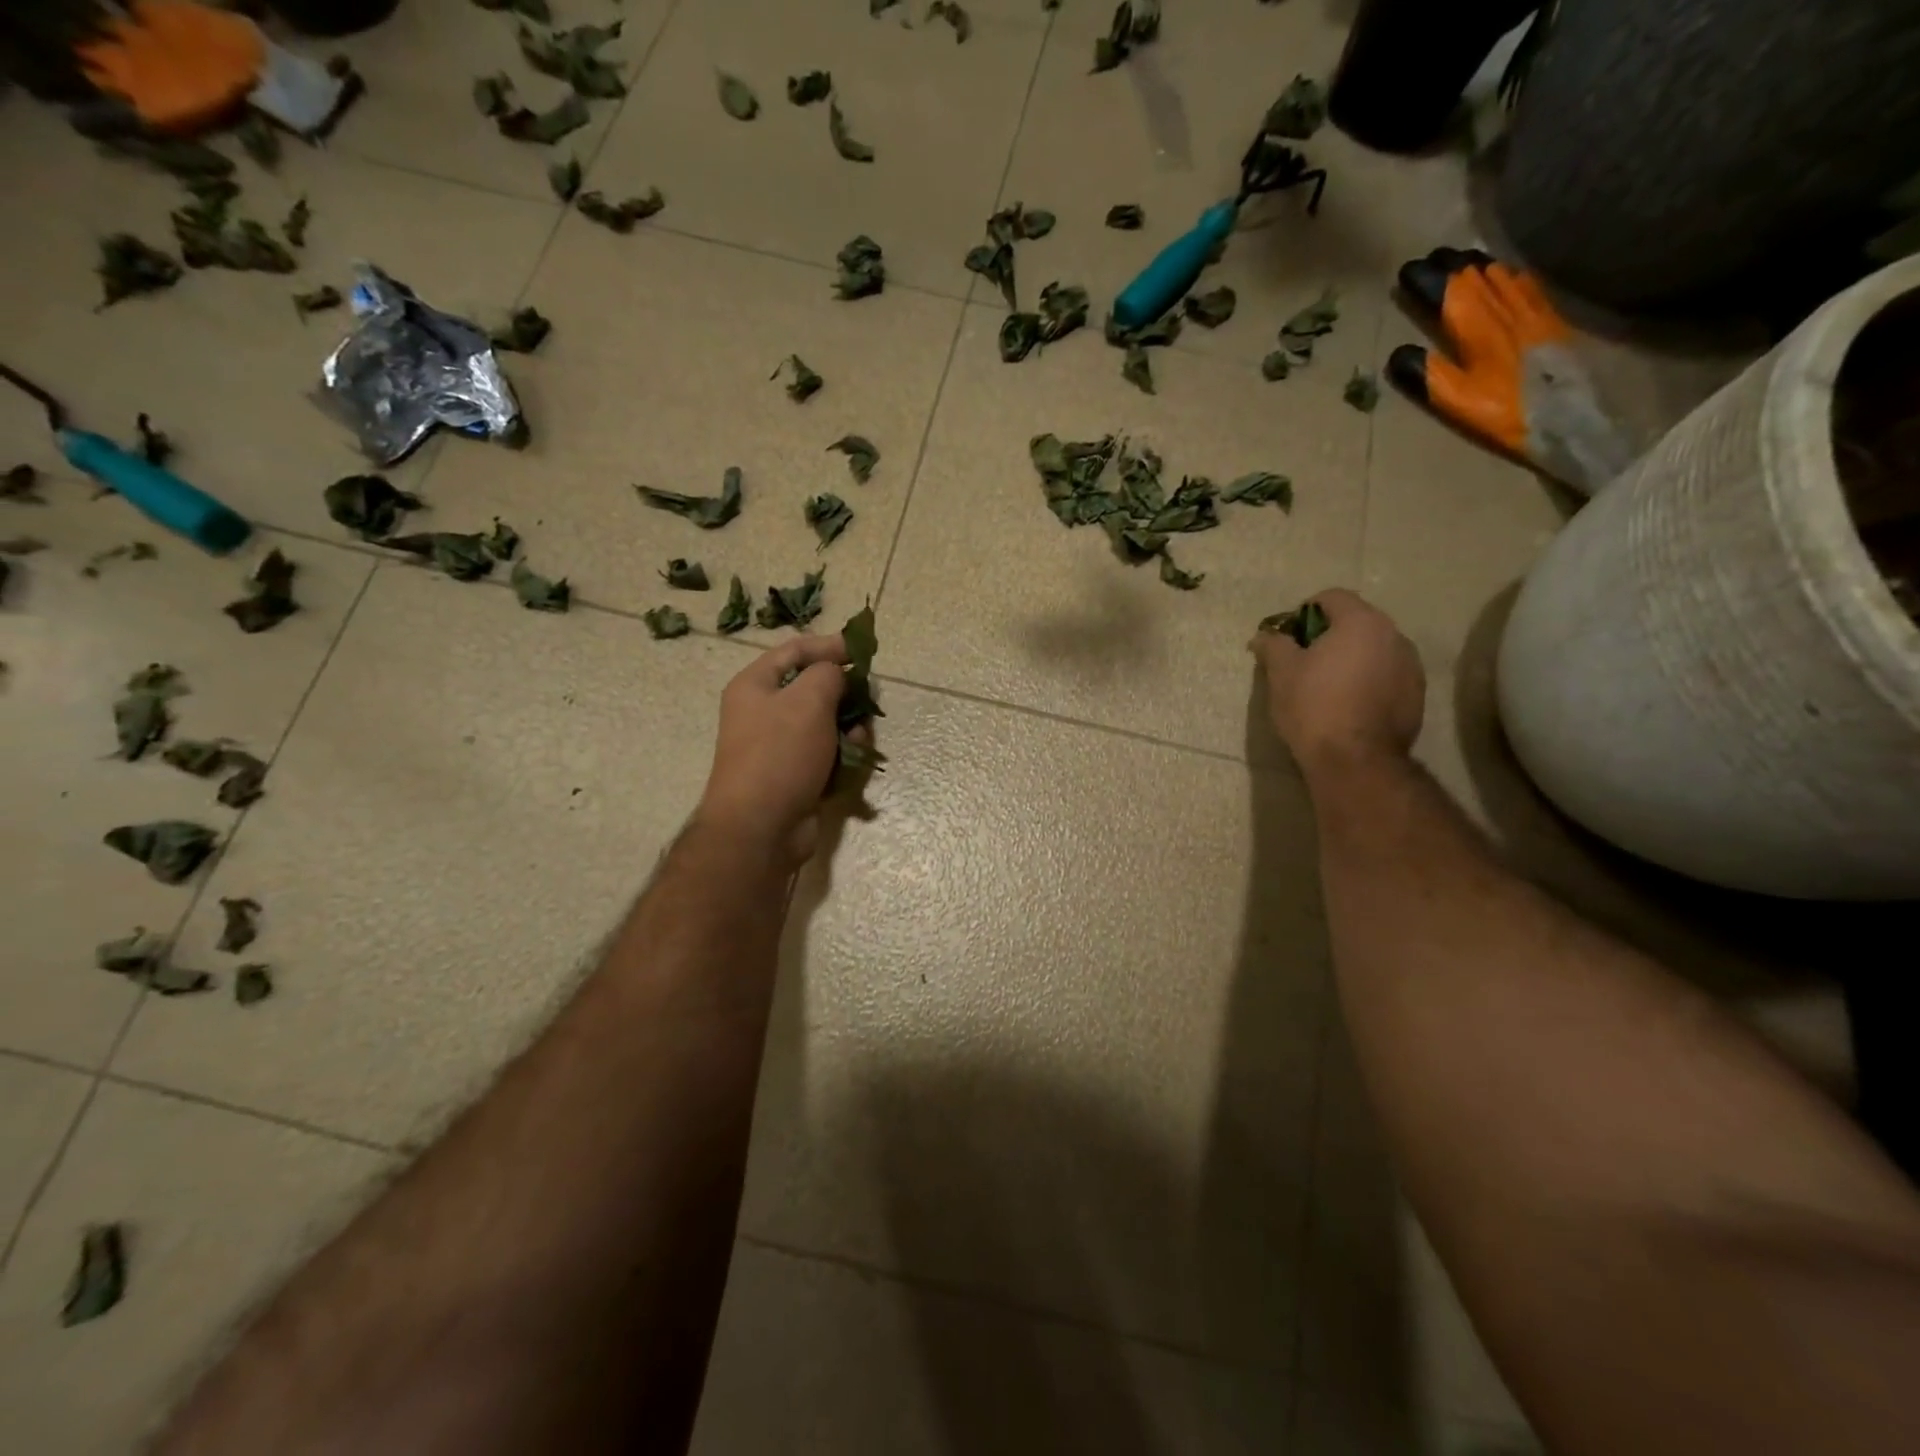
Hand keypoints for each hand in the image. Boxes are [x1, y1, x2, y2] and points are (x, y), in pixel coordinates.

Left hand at [696, 634, 851, 868]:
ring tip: (860, 740)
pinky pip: (827, 754)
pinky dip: (843, 755)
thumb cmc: (780, 753)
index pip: (795, 650)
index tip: (864, 651)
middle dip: (846, 695)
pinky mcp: (795, 775)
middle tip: (868, 702)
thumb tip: (837, 675)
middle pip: (814, 689)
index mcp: (755, 685)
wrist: (760, 827)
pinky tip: (854, 763)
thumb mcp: (809, 700)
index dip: (830, 645)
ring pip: (826, 724)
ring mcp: (779, 746)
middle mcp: (763, 712)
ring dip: (849, 728)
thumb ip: (828, 674)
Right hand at [1251, 589, 1425, 773]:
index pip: (1332, 597)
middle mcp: (1394, 635)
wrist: (1355, 760)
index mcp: (1361, 622)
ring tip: (1328, 686)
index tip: (1288, 638)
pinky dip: (1368, 680)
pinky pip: (1387, 674)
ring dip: (1352, 658)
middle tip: (1304, 662)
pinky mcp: (1417, 695)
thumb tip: (1264, 635)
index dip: (1304, 612)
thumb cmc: (1314, 707)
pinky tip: (1349, 705)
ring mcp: (1411, 666)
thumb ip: (1273, 645)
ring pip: (1374, 649)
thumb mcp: (1281, 673)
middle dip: (1329, 635)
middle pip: (1357, 621)